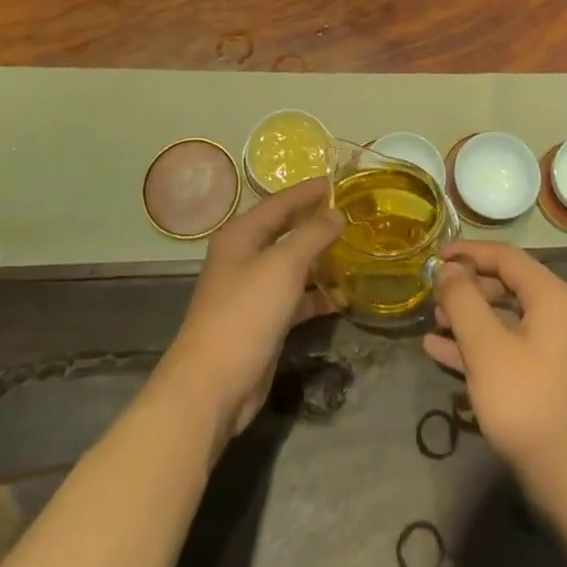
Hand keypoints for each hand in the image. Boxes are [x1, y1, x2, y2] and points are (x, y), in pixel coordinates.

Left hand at [152, 179, 341, 448]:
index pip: (279, 203)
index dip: (307, 192)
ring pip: (292, 266)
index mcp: (241, 235)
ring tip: (355, 252)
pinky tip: (343, 297)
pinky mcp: (263, 321)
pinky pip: (295, 298)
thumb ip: (312, 235)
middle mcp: (244, 257)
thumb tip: (336, 213)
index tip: (336, 181)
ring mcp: (252, 291)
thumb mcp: (283, 266)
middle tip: (351, 214)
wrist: (212, 386)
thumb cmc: (245, 313)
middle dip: (316, 223)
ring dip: (320, 260)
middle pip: (285, 231)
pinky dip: (317, 296)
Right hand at [423, 241, 566, 519]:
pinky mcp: (546, 381)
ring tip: (432, 324)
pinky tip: (441, 353)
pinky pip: (507, 349)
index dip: (468, 252)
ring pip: (503, 320)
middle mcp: (558, 316)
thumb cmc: (530, 406)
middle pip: (505, 286)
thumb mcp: (487, 349)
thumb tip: (449, 268)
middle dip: (466, 288)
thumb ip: (463, 302)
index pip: (505, 257)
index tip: (433, 256)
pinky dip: (477, 347)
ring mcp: (554, 350)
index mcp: (551, 297)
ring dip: (468, 319)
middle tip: (432, 297)